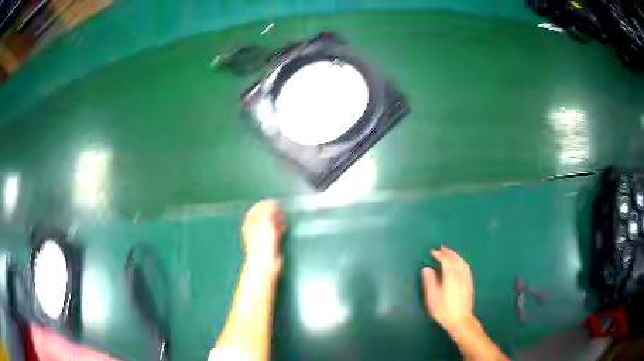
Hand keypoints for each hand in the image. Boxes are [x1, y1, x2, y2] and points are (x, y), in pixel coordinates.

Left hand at [241, 200, 284, 273]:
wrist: (265, 263)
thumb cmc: (262, 243)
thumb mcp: (264, 223)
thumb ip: (268, 211)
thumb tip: (272, 202)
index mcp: (250, 223)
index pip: (255, 210)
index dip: (263, 204)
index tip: (272, 201)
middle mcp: (255, 229)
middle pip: (262, 216)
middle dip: (270, 211)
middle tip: (279, 207)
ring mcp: (262, 237)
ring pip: (269, 224)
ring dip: (276, 219)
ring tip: (282, 215)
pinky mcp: (270, 244)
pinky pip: (275, 232)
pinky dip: (279, 228)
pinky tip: (284, 225)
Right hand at [422, 246, 474, 332]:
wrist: (460, 320)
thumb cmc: (444, 311)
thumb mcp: (433, 299)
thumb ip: (430, 282)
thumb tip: (426, 269)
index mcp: (450, 278)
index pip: (446, 262)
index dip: (439, 255)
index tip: (433, 252)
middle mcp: (460, 276)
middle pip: (455, 259)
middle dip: (448, 252)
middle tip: (441, 248)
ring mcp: (466, 279)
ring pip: (462, 262)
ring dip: (455, 255)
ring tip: (449, 253)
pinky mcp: (469, 283)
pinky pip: (466, 267)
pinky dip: (461, 261)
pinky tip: (459, 262)